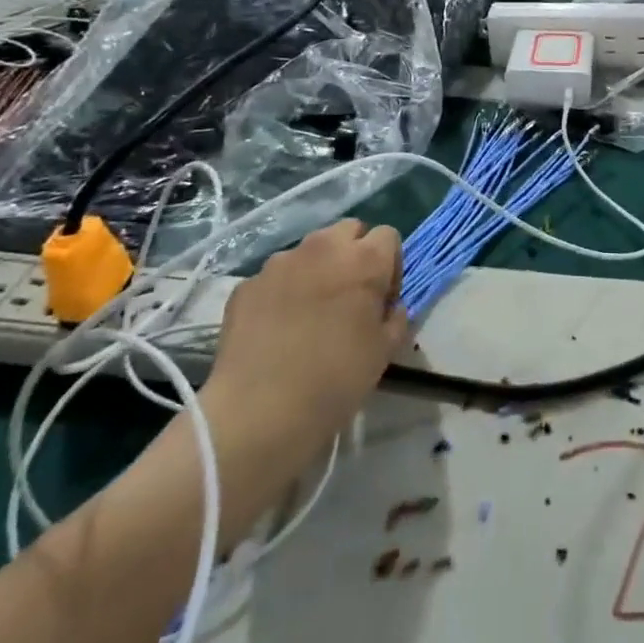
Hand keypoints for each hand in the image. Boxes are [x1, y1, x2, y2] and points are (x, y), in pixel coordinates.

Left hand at [198, 218, 407, 532]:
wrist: (259, 411)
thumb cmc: (336, 379)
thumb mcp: (385, 351)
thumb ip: (396, 317)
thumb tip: (390, 306)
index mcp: (364, 260)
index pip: (388, 236)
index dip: (390, 264)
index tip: (382, 298)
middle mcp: (322, 248)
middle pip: (348, 230)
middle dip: (354, 253)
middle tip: (350, 296)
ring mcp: (279, 263)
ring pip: (309, 251)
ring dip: (317, 270)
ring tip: (310, 313)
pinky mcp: (247, 284)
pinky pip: (275, 277)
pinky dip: (283, 292)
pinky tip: (278, 328)